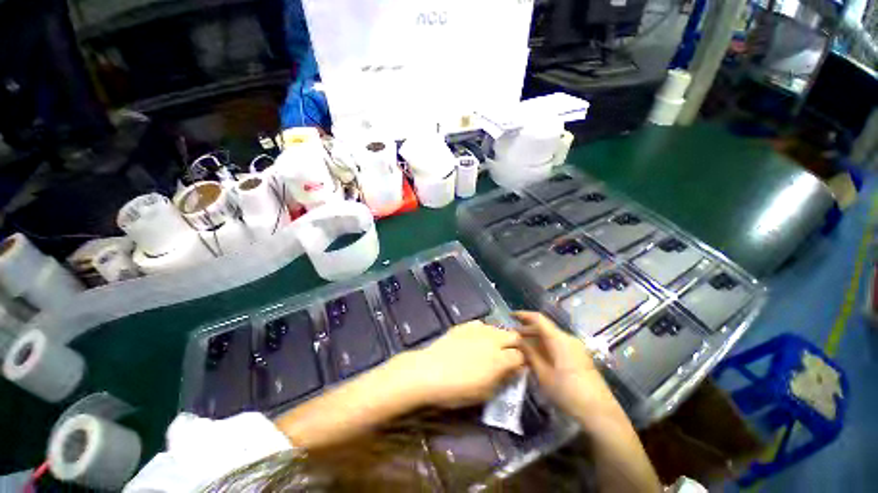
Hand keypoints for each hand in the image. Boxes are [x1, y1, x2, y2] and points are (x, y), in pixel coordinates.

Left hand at [404, 321, 524, 408]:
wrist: (429, 372)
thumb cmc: (458, 390)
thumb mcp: (485, 392)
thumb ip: (503, 380)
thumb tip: (514, 370)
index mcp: (500, 359)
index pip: (521, 356)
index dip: (521, 362)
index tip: (516, 368)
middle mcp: (492, 340)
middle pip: (513, 336)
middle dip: (514, 345)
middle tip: (507, 355)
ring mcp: (478, 330)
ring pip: (498, 328)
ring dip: (500, 336)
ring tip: (491, 347)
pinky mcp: (465, 325)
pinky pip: (481, 324)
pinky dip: (483, 331)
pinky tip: (476, 339)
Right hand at [514, 311, 616, 419]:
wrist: (599, 412)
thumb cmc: (567, 392)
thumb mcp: (543, 374)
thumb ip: (530, 353)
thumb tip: (518, 340)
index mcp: (559, 339)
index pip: (538, 318)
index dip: (523, 315)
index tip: (511, 316)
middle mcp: (568, 338)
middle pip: (544, 327)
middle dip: (528, 329)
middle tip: (513, 337)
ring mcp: (576, 347)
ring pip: (551, 336)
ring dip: (536, 339)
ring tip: (523, 347)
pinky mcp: (579, 356)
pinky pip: (558, 344)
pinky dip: (546, 346)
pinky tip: (538, 356)